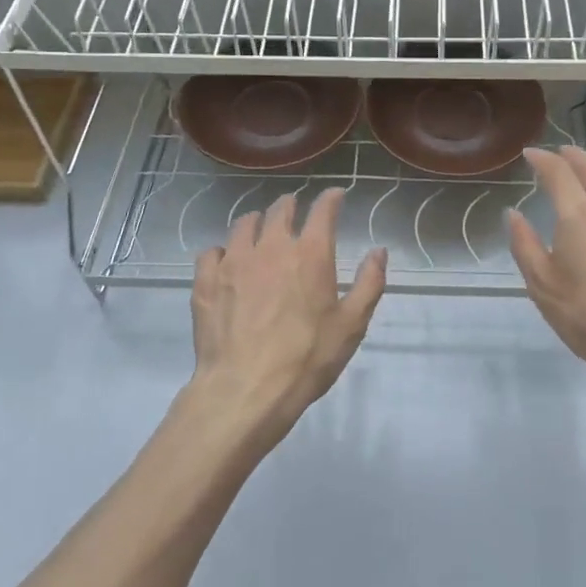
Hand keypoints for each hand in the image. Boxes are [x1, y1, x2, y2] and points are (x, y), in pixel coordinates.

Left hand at [189, 189, 385, 446]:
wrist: (245, 390)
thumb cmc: (306, 359)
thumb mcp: (351, 325)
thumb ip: (369, 283)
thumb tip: (378, 251)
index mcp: (310, 254)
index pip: (323, 210)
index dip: (331, 198)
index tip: (336, 196)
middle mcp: (271, 246)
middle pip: (280, 209)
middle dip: (291, 205)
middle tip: (295, 211)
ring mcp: (234, 261)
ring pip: (244, 224)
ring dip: (257, 222)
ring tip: (260, 231)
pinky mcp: (206, 281)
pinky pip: (212, 252)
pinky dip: (222, 252)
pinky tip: (225, 263)